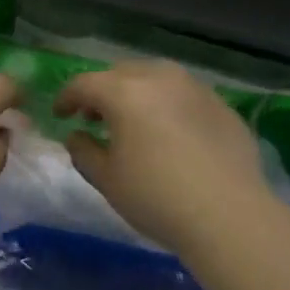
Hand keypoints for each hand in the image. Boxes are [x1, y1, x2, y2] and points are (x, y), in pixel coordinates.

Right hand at [55, 60, 272, 255]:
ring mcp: (196, 89)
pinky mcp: (223, 105)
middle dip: (103, 91)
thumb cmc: (156, 198)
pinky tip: (171, 133)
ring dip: (137, 93)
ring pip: (157, 78)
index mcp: (125, 92)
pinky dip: (168, 105)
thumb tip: (76, 136)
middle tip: (94, 116)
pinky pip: (185, 95)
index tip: (60, 115)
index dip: (67, 97)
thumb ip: (84, 151)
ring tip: (134, 121)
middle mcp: (161, 78)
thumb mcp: (107, 180)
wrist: (229, 215)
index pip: (85, 84)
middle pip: (122, 73)